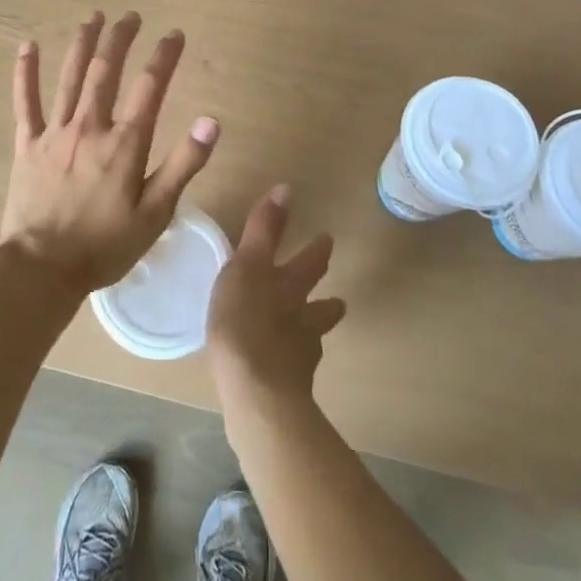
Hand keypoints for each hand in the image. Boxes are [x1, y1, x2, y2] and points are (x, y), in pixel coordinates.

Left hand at [0, 11, 218, 295]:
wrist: (41, 269)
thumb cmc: (104, 246)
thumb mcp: (156, 213)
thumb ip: (183, 164)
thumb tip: (210, 120)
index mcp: (124, 143)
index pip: (150, 87)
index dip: (164, 56)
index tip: (175, 33)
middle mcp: (90, 126)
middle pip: (106, 70)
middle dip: (121, 38)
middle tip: (131, 16)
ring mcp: (54, 132)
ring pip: (70, 76)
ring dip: (83, 43)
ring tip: (94, 17)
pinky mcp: (27, 144)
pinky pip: (25, 102)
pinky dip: (25, 72)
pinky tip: (26, 45)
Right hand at [207, 186, 346, 409]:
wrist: (255, 392)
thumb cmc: (244, 320)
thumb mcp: (246, 265)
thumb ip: (264, 229)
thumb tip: (286, 188)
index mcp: (290, 286)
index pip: (311, 262)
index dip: (318, 250)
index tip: (327, 240)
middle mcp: (303, 318)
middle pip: (322, 306)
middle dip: (327, 299)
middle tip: (336, 298)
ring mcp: (300, 356)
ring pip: (313, 339)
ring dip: (312, 335)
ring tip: (309, 336)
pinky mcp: (289, 388)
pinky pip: (294, 371)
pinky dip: (291, 365)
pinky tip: (281, 370)